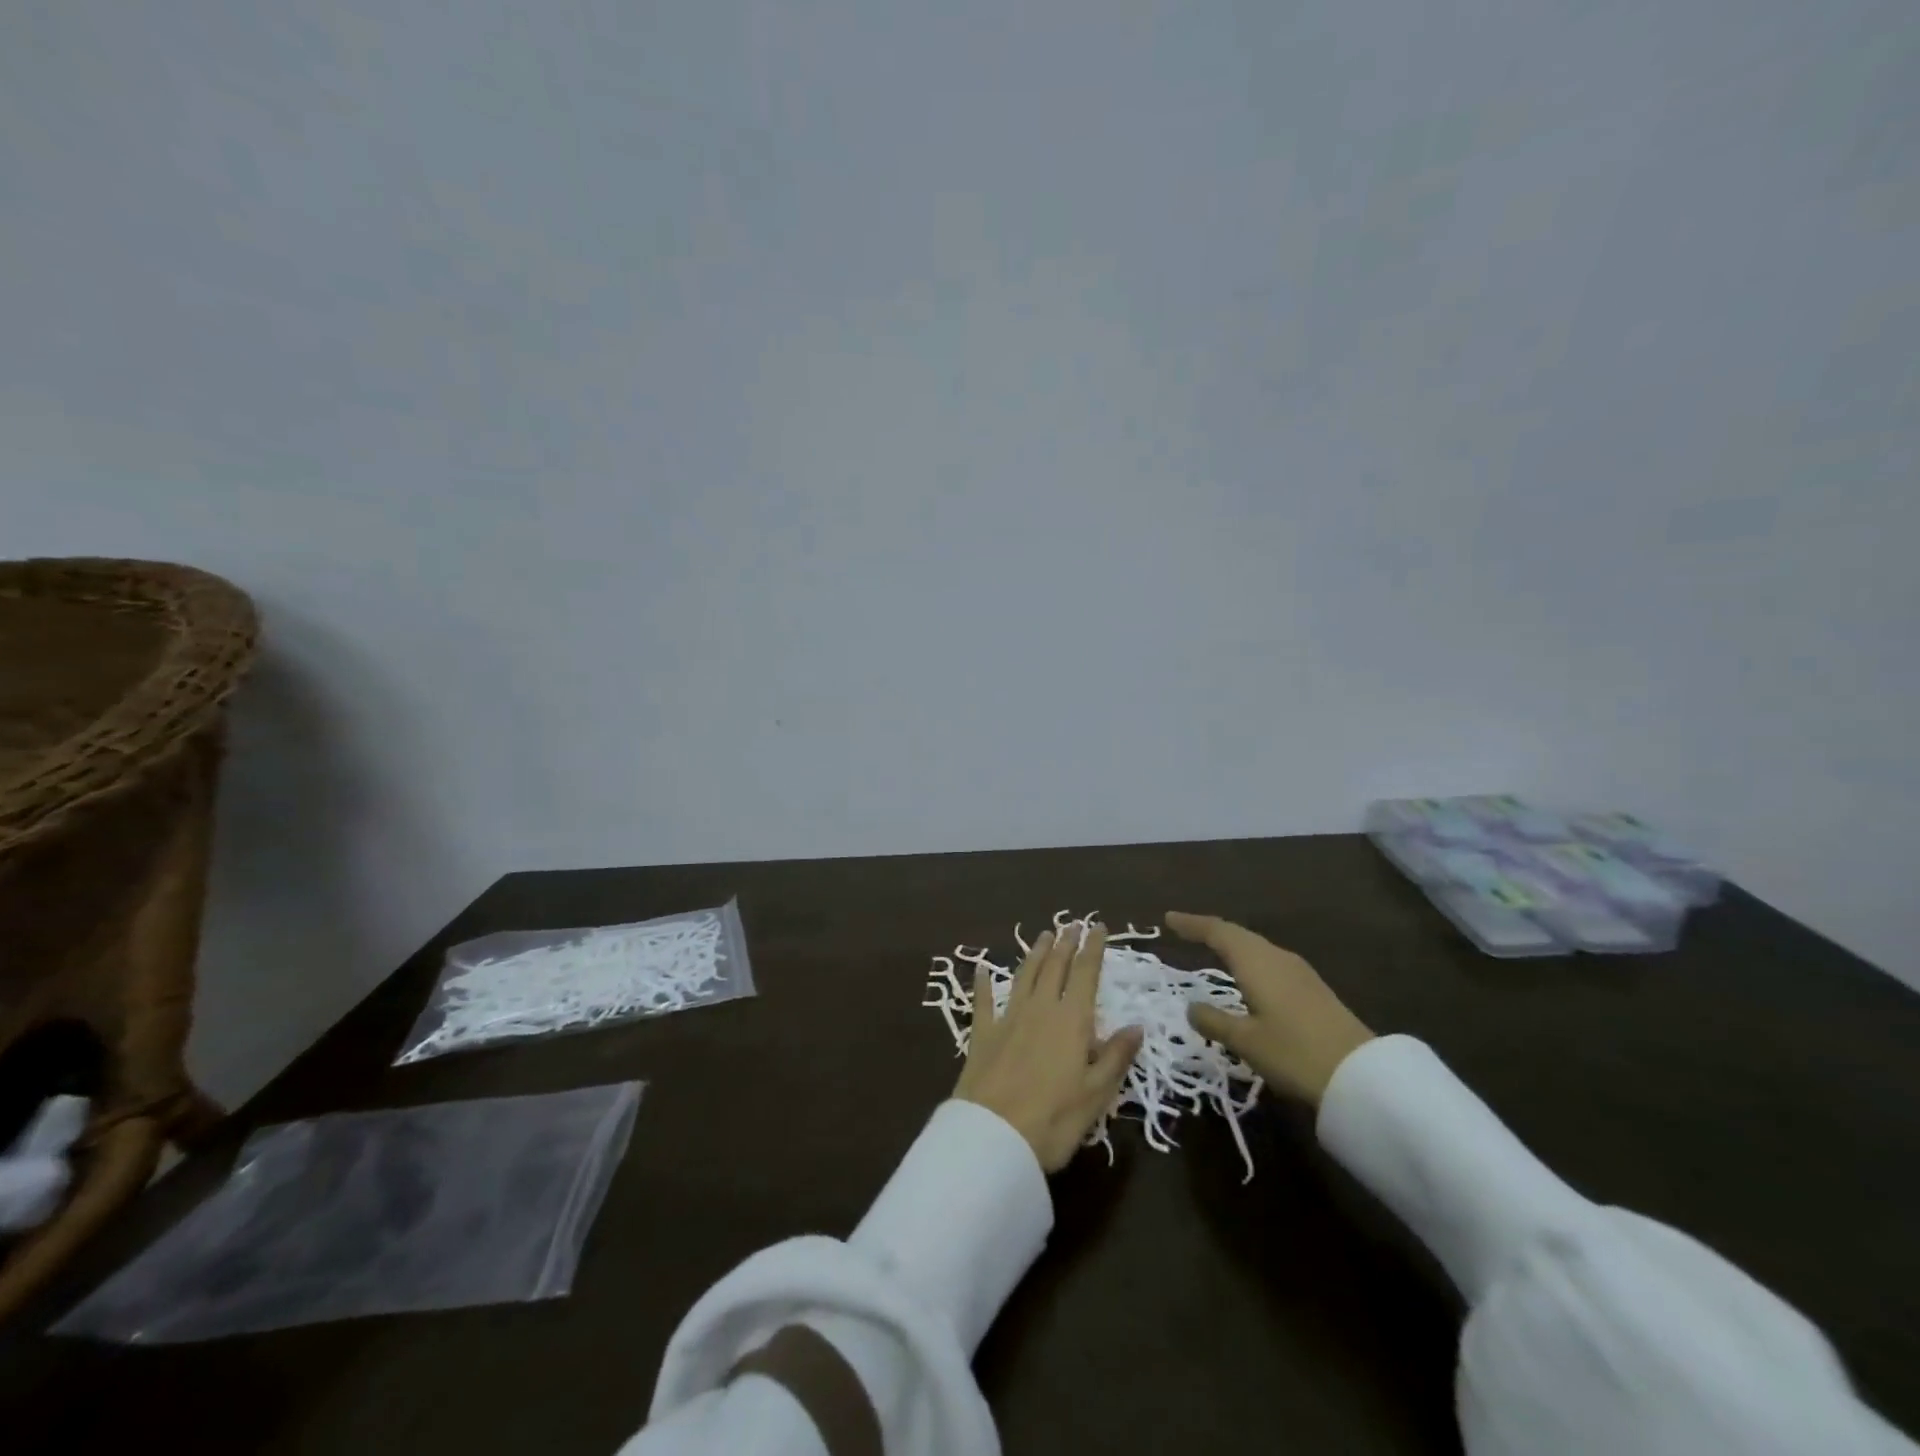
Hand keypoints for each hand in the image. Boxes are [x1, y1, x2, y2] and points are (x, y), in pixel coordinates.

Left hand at [954, 925, 1143, 1171]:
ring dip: (1035, 954)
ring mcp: (1008, 1018)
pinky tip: (981, 969)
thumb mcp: (1097, 1094)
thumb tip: (1137, 1026)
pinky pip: (983, 1001)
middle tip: (1072, 924)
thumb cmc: (1054, 1120)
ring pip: (1024, 976)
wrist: (993, 1137)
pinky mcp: (982, 1034)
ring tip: (1043, 936)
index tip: (1097, 927)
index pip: (1086, 974)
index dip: (1093, 949)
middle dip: (1065, 944)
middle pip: (1054, 967)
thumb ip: (1116, 1056)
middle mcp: (1040, 1009)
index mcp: (1072, 1021)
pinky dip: (983, 983)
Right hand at [1166, 912, 1374, 1106]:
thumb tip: (1191, 1007)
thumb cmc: (1294, 1053)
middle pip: (1238, 935)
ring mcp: (1298, 972)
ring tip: (1212, 948)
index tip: (1168, 918)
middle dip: (1210, 930)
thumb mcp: (1245, 1041)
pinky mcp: (1312, 989)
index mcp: (1256, 961)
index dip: (1192, 924)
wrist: (1361, 1076)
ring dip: (1231, 944)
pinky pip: (1269, 961)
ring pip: (1256, 947)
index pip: (1217, 932)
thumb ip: (1214, 1021)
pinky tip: (1247, 974)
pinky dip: (1249, 959)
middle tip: (1185, 930)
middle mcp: (1276, 957)